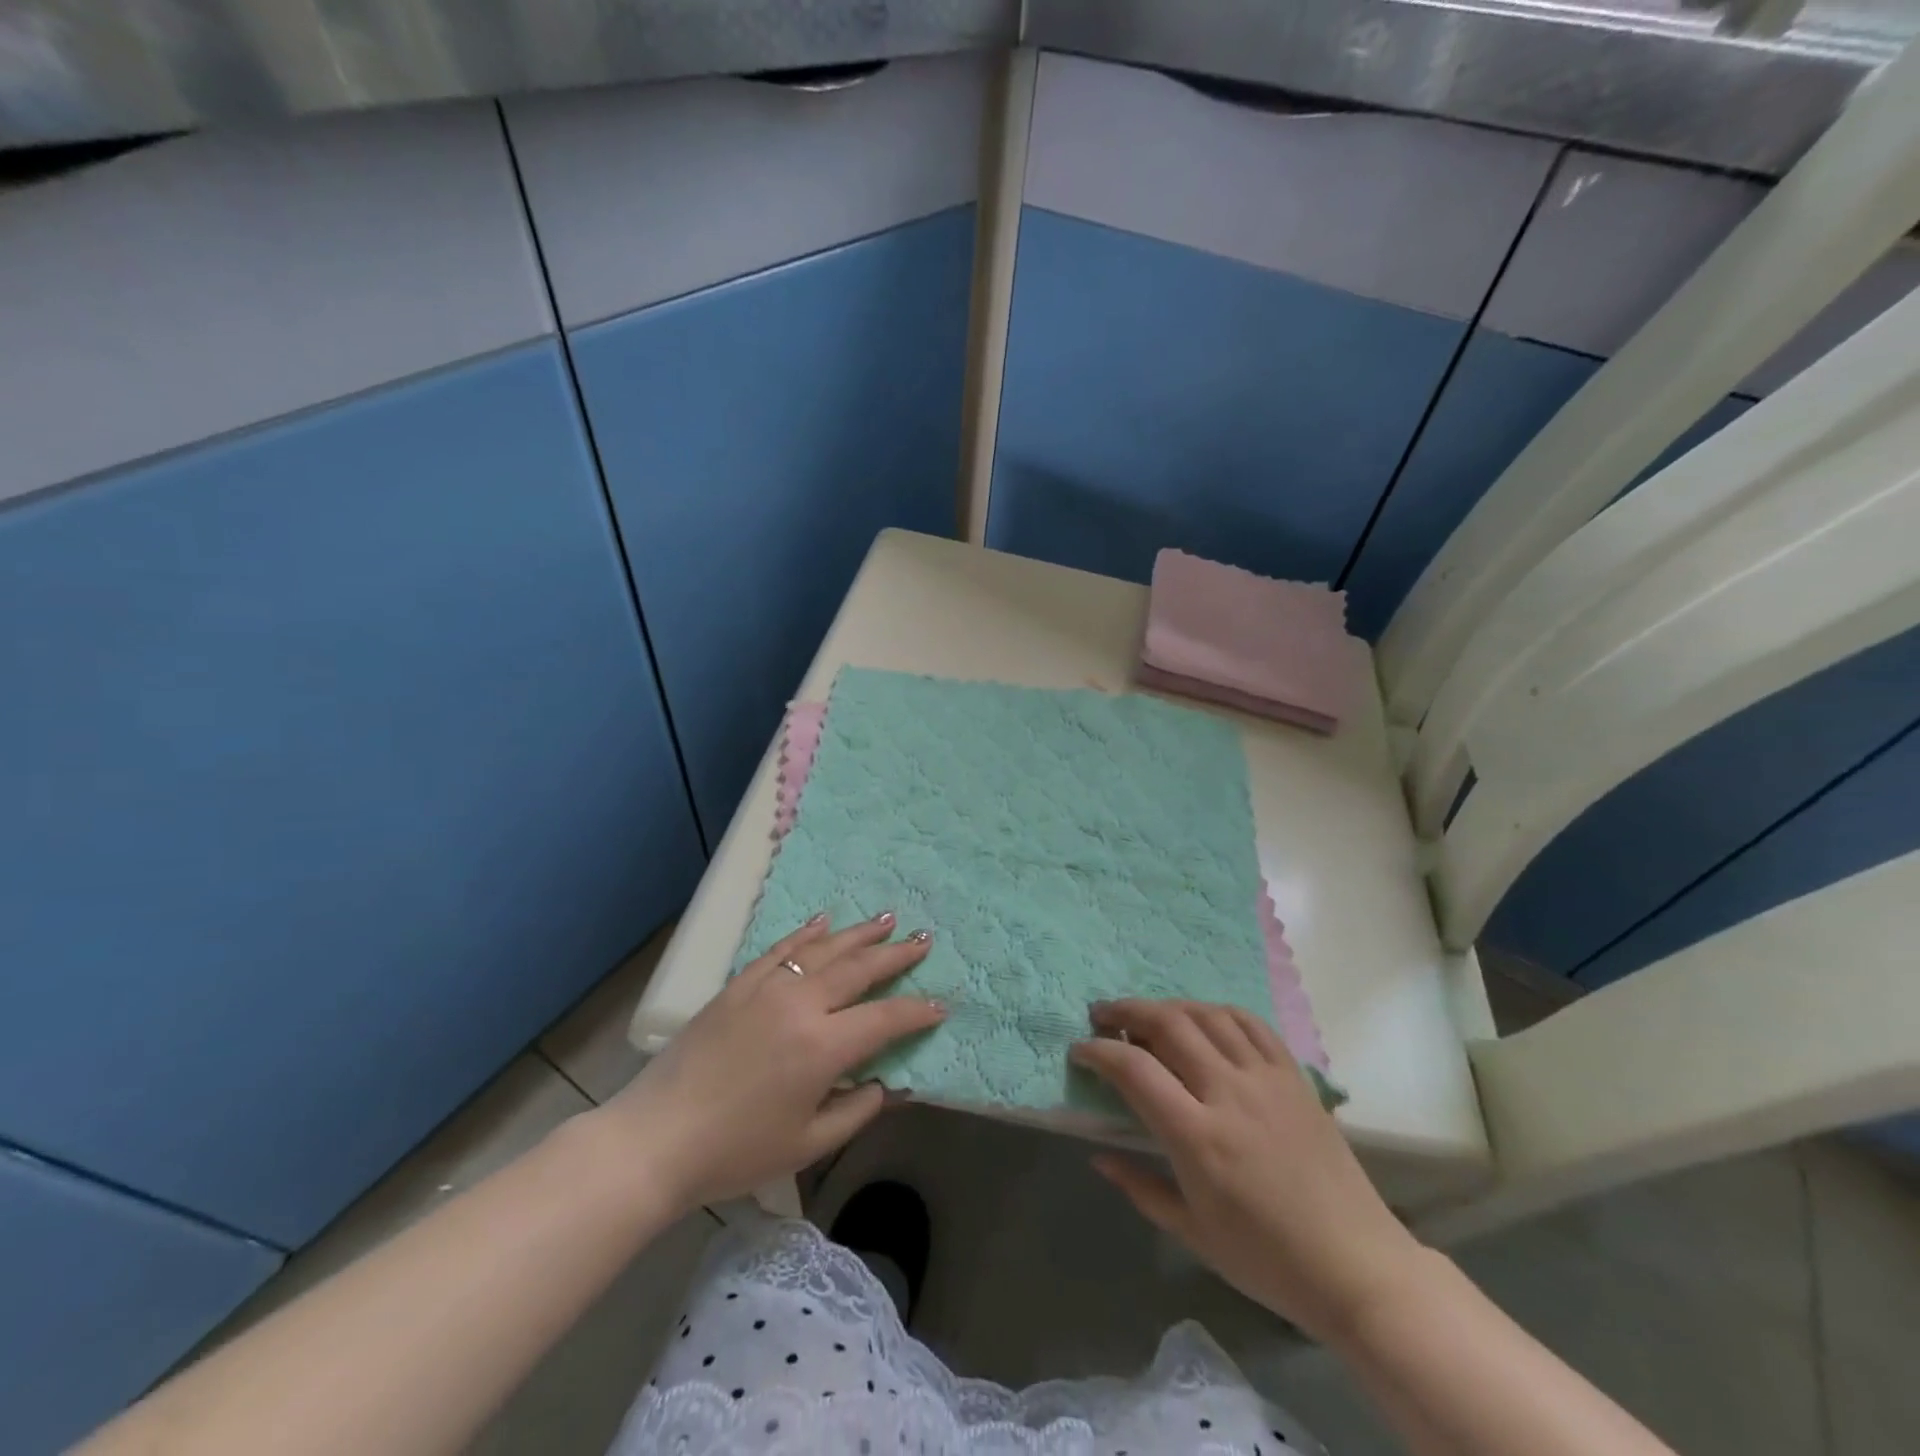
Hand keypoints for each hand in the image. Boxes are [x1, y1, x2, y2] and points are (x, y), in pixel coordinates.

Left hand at [595, 913, 944, 1211]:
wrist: (656, 1138)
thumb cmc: (736, 1151)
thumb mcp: (806, 1144)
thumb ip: (855, 1110)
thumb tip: (888, 1084)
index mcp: (823, 1046)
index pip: (884, 1018)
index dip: (917, 1012)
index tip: (940, 1005)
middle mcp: (801, 1003)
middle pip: (859, 969)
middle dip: (896, 954)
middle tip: (923, 939)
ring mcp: (767, 987)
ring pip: (824, 949)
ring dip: (859, 933)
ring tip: (886, 919)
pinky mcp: (739, 984)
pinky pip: (781, 948)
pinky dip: (806, 933)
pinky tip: (824, 922)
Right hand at [1071, 1000, 1423, 1341]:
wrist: (1357, 1266)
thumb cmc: (1268, 1260)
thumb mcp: (1194, 1233)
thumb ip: (1141, 1188)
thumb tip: (1098, 1156)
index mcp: (1199, 1138)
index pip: (1135, 1070)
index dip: (1099, 1051)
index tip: (1080, 1050)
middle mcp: (1229, 1093)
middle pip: (1168, 1024)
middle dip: (1126, 1011)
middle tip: (1102, 1015)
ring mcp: (1266, 1078)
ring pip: (1207, 1015)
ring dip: (1168, 1006)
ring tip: (1146, 1014)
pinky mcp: (1294, 1075)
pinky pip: (1250, 1023)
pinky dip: (1216, 1011)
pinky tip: (1202, 1019)